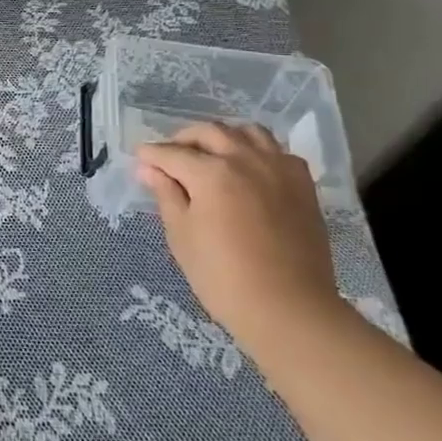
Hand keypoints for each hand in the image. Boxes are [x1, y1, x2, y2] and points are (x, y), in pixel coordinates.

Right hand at [136, 122, 349, 356]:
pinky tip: (247, 169)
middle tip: (169, 157)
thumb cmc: (223, 277)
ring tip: (210, 155)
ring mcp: (279, 169)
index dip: (151, 155)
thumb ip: (166, 194)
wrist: (289, 309)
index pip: (172, 153)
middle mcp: (246, 160)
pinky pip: (277, 151)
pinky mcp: (302, 184)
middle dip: (183, 139)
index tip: (139, 159)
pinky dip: (256, 150)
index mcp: (212, 174)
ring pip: (247, 131)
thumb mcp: (181, 235)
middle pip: (209, 132)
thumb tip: (148, 169)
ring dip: (222, 137)